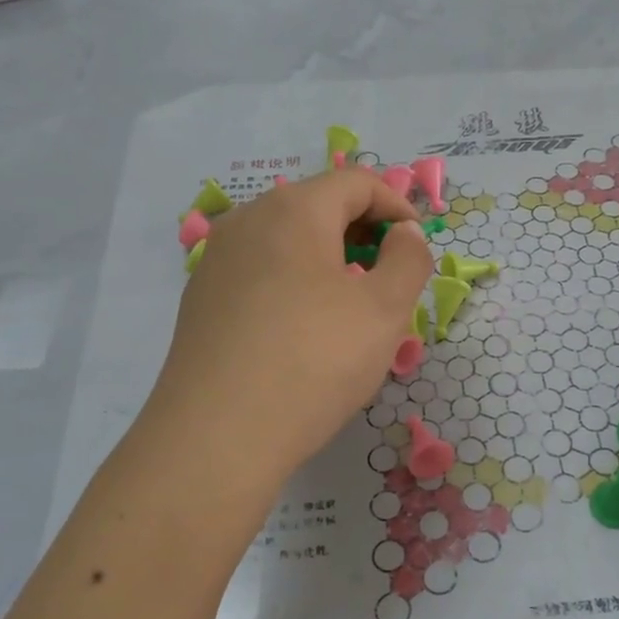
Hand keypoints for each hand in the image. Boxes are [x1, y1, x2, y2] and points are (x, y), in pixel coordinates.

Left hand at [141, 169, 433, 488]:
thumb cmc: (313, 363)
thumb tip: (404, 233)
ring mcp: (217, 260)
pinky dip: (294, 282)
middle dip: (363, 233)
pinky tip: (303, 331)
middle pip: (318, 205)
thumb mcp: (385, 310)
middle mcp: (247, 221)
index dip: (397, 205)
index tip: (417, 246)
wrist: (216, 437)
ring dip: (329, 259)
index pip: (356, 181)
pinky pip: (261, 272)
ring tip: (351, 308)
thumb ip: (409, 259)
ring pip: (287, 241)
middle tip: (390, 279)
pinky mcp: (201, 299)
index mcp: (293, 210)